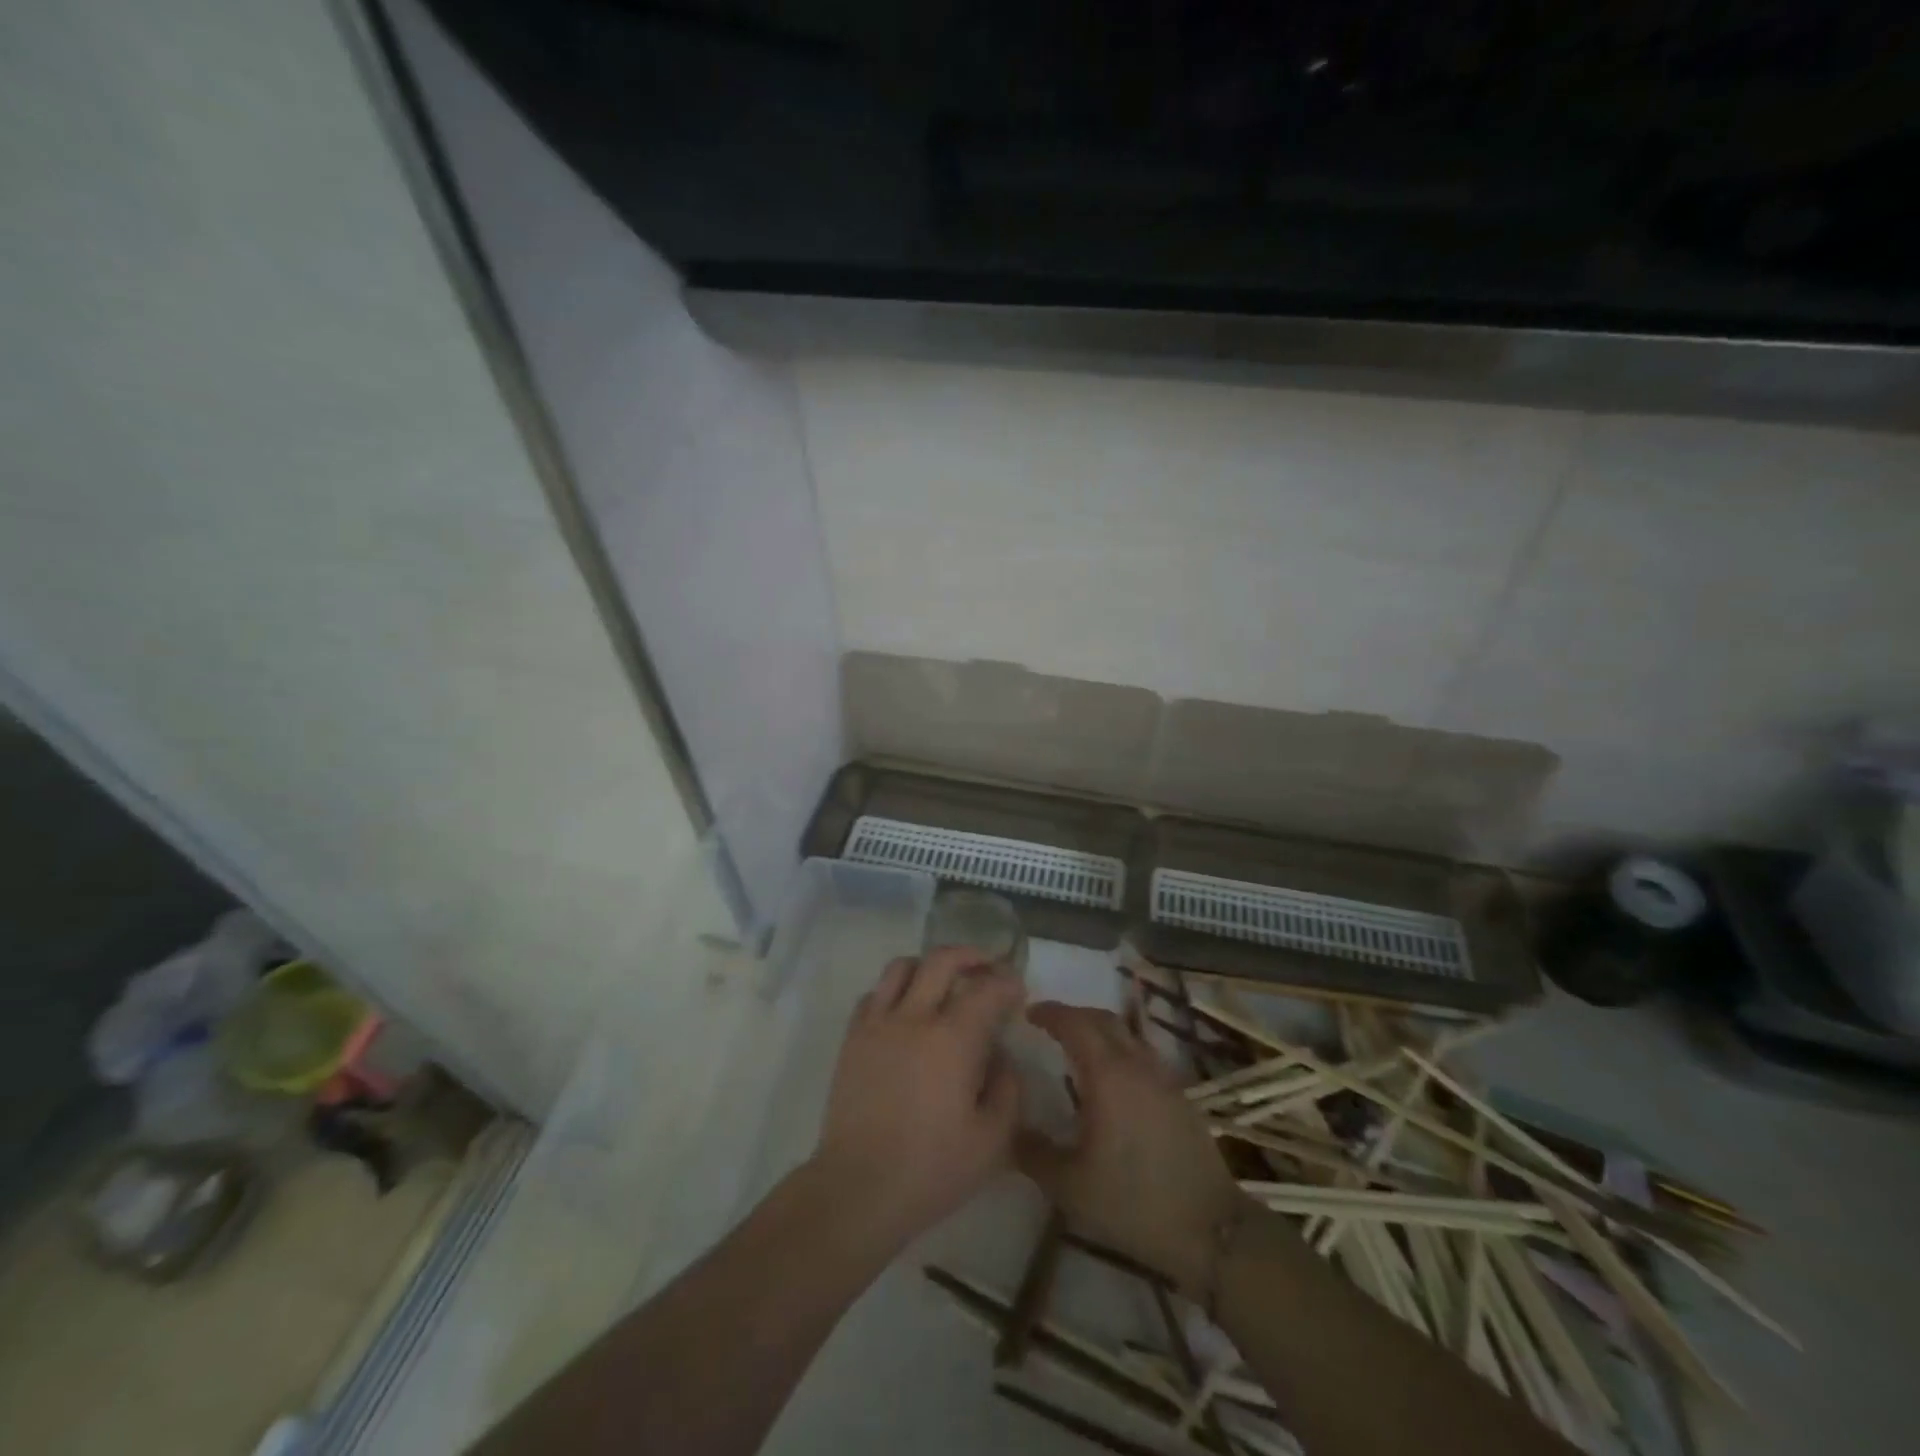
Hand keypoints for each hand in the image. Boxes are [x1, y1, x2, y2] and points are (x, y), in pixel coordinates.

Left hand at [810, 949, 1024, 1252]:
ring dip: (929, 966)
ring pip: (902, 966)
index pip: (986, 988)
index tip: (1017, 990)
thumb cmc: (931, 1169)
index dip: (1007, 982)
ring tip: (943, 982)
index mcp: (953, 1038)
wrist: (858, 1188)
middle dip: (971, 955)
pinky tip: (906, 1012)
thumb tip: (1000, 1056)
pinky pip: (875, 994)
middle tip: (987, 967)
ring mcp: (877, 1023)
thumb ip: (1007, 1089)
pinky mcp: (853, 1038)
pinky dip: (896, 990)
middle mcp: (914, 1017)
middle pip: (941, 960)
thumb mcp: (992, 1140)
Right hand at [1016, 1003, 1250, 1297]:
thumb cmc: (1133, 1202)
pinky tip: (1111, 1079)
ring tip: (1077, 1048)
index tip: (1028, 1013)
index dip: (1050, 1013)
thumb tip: (1007, 1126)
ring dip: (1099, 1030)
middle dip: (1074, 1015)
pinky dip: (1120, 1050)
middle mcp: (1137, 1064)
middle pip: (1103, 1019)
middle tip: (1049, 1026)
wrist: (1210, 1230)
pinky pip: (1142, 1054)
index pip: (1075, 1024)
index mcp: (1108, 1074)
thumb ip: (1033, 1152)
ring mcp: (1163, 1078)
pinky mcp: (1180, 1096)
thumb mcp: (1069, 1186)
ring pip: (1127, 1034)